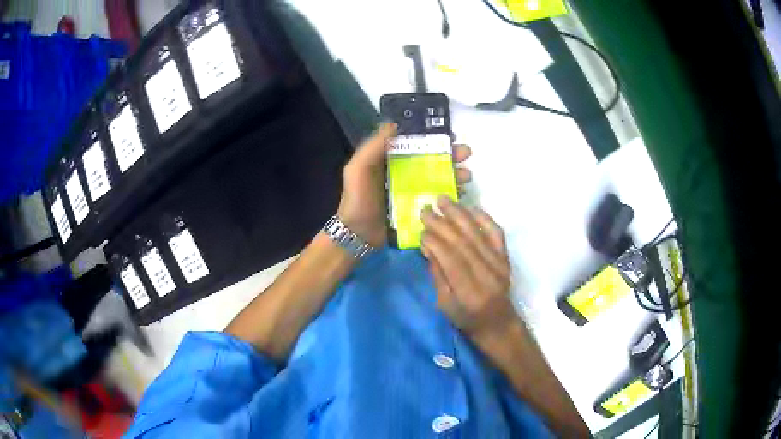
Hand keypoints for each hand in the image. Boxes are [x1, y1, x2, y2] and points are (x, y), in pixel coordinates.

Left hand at [337, 124, 472, 246]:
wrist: (357, 235)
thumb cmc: (358, 199)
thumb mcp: (359, 168)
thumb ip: (373, 146)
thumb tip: (394, 124)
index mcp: (389, 159)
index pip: (415, 143)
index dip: (433, 138)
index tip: (451, 136)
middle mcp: (402, 172)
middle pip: (430, 159)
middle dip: (450, 155)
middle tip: (466, 153)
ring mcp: (411, 190)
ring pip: (437, 177)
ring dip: (454, 173)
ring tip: (467, 176)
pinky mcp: (417, 207)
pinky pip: (436, 197)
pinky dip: (449, 194)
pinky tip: (460, 194)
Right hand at [420, 198, 518, 339]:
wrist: (498, 322)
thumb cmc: (466, 318)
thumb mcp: (444, 304)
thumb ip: (438, 274)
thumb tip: (427, 246)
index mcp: (469, 292)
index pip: (451, 259)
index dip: (435, 241)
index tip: (421, 229)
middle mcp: (487, 274)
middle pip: (462, 242)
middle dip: (441, 223)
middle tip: (425, 209)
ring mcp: (499, 264)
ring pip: (477, 233)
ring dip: (459, 214)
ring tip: (442, 200)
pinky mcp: (506, 257)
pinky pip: (496, 233)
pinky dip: (484, 218)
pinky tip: (470, 208)